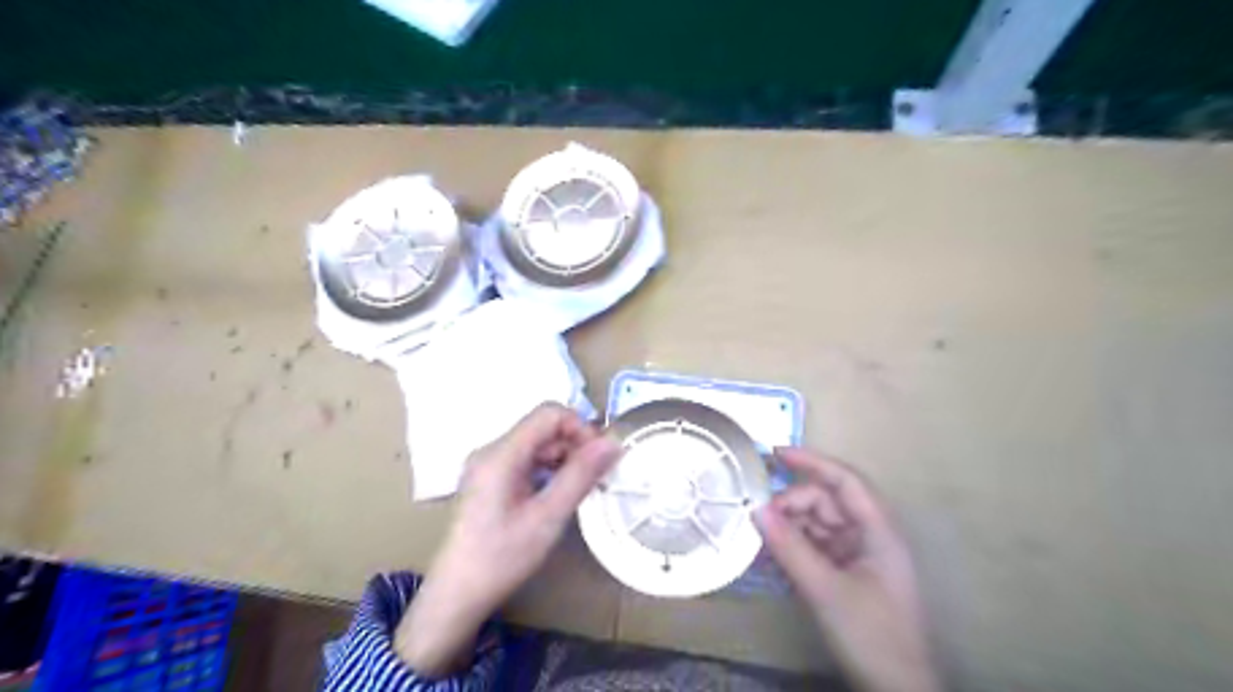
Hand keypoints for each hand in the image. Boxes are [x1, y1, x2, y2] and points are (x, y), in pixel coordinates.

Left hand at [396, 402, 620, 676]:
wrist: (457, 594)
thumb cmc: (502, 557)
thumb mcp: (548, 517)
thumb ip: (581, 475)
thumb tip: (614, 443)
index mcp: (501, 453)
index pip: (549, 413)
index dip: (580, 428)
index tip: (599, 458)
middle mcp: (492, 450)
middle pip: (543, 427)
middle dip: (575, 445)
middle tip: (596, 478)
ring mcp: (488, 464)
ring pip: (537, 443)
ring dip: (564, 458)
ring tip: (580, 489)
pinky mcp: (489, 478)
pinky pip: (526, 460)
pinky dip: (548, 470)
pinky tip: (558, 495)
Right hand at [750, 449, 944, 691]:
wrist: (895, 690)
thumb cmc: (871, 635)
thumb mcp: (825, 590)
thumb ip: (790, 547)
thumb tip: (756, 509)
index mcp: (878, 531)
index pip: (845, 481)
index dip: (812, 462)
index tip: (775, 453)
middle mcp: (869, 535)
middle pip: (826, 502)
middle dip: (792, 505)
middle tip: (760, 519)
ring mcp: (858, 555)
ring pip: (817, 524)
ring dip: (789, 528)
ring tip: (761, 540)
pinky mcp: (846, 573)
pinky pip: (815, 547)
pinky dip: (794, 547)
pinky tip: (772, 556)